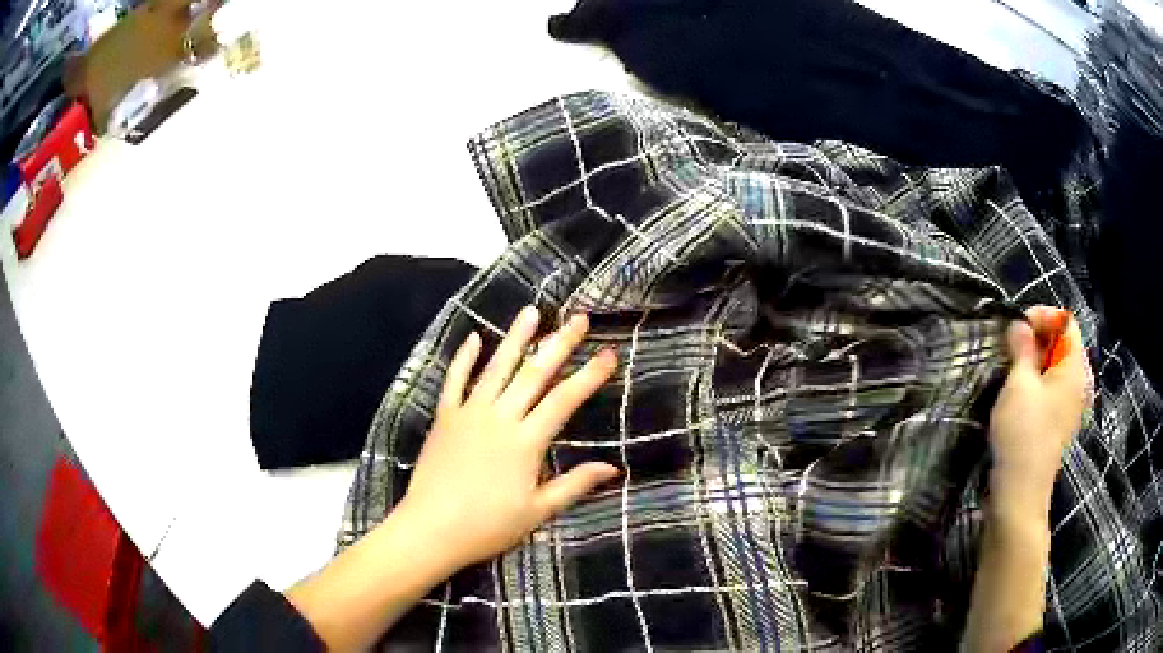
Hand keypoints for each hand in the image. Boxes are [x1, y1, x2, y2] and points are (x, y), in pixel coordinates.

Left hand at [396, 305, 619, 570]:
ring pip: (496, 367)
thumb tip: (613, 468)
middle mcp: (500, 418)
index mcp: (526, 441)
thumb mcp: (538, 510)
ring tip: (531, 312)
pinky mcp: (445, 417)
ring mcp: (469, 413)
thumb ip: (575, 484)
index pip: (564, 400)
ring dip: (515, 338)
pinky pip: (455, 380)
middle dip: (559, 344)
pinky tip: (474, 337)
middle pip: (534, 374)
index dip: (589, 375)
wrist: (431, 528)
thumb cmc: (488, 525)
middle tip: (579, 319)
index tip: (608, 353)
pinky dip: (464, 358)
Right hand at [988, 306, 1091, 511]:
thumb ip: (1022, 347)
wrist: (1020, 494)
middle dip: (1037, 338)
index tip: (1017, 326)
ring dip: (1035, 361)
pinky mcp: (1059, 424)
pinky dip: (1037, 382)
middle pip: (1063, 344)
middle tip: (1011, 346)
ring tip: (1012, 368)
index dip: (1043, 317)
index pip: (1066, 322)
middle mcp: (1079, 384)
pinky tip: (1019, 394)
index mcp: (1076, 369)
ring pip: (1056, 368)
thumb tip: (1020, 325)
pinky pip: (1052, 389)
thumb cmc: (1023, 434)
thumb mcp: (1019, 383)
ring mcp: (1070, 407)